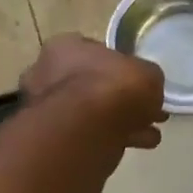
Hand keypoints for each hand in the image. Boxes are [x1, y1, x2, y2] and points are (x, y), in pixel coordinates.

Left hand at [21, 35, 167, 150]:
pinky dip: (112, 139)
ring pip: (89, 113)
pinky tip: (138, 144)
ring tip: (148, 132)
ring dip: (117, 121)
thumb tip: (147, 89)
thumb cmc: (114, 86)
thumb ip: (146, 78)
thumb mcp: (148, 73)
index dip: (119, 65)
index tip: (137, 79)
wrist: (85, 130)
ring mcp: (44, 109)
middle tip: (144, 109)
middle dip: (117, 98)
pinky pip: (87, 135)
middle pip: (89, 83)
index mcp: (65, 48)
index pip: (93, 50)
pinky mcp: (50, 140)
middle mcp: (47, 74)